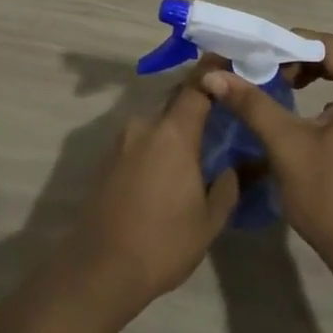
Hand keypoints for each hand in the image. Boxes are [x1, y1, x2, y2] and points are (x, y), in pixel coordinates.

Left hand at [57, 65, 239, 320]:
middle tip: (223, 111)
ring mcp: (122, 142)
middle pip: (176, 100)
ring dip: (177, 125)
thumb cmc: (162, 243)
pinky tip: (170, 168)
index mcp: (173, 133)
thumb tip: (232, 167)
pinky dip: (159, 143)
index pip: (198, 86)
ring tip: (199, 143)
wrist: (99, 269)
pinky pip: (142, 139)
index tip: (233, 62)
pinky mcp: (108, 160)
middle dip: (199, 100)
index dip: (216, 72)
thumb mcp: (209, 220)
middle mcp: (145, 126)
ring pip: (158, 121)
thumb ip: (227, 186)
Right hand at [201, 33, 332, 278]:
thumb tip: (214, 75)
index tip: (261, 52)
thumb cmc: (329, 195)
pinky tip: (301, 112)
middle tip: (267, 68)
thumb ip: (252, 103)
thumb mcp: (286, 144)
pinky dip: (326, 95)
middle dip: (301, 58)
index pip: (332, 45)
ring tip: (280, 85)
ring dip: (313, 75)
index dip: (294, 42)